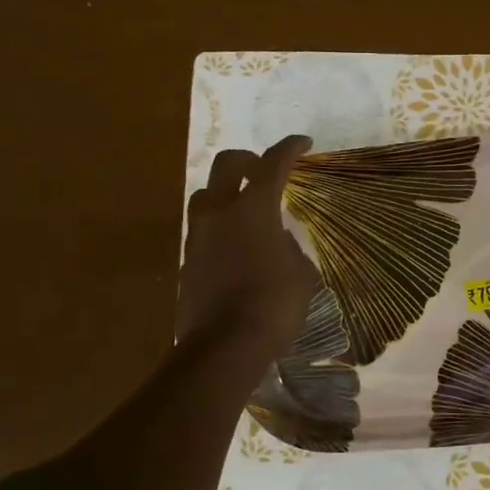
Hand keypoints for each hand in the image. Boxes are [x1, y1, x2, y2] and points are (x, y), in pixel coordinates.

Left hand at [178, 136, 318, 363]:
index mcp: (253, 208)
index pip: (273, 164)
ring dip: (225, 192)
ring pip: (205, 194)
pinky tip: (235, 246)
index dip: (290, 149)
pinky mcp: (186, 259)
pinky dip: (218, 225)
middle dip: (248, 160)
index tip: (304, 143)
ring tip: (244, 209)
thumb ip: (288, 246)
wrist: (225, 346)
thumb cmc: (274, 305)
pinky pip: (201, 228)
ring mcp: (197, 235)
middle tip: (265, 170)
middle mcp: (219, 211)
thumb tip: (276, 240)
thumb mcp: (301, 273)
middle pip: (227, 164)